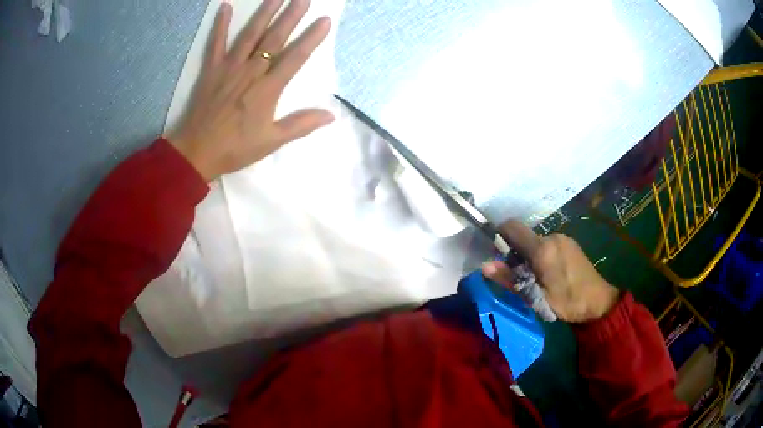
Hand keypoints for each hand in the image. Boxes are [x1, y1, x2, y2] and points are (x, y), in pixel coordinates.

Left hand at [169, 0, 334, 181]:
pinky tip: (225, 6)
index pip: (295, 57)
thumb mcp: (271, 141)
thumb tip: (331, 115)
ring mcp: (229, 67)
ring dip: (264, 13)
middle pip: (274, 39)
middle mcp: (251, 71)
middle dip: (291, 16)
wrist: (196, 152)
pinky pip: (215, 43)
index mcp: (268, 89)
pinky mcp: (211, 69)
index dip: (311, 38)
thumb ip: (301, 125)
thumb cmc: (235, 148)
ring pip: (250, 34)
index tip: (324, 20)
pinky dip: (220, 24)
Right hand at [482, 220, 619, 322]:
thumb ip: (510, 279)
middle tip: (519, 277)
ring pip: (536, 242)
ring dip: (529, 256)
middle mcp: (552, 237)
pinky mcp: (570, 244)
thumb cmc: (567, 302)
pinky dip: (542, 256)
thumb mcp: (535, 296)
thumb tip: (484, 265)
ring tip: (536, 280)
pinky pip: (548, 244)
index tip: (496, 253)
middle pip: (524, 237)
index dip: (499, 235)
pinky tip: (550, 275)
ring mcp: (563, 239)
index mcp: (542, 248)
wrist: (599, 301)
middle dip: (515, 253)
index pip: (511, 227)